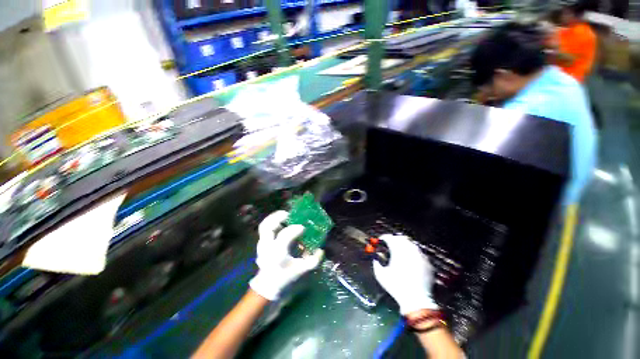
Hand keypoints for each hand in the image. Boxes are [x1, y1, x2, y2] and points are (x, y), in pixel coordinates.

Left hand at [249, 211, 323, 300]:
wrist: (268, 286)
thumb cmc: (285, 277)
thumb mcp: (301, 270)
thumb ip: (313, 261)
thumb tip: (321, 250)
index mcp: (278, 253)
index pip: (285, 235)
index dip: (295, 229)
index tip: (303, 228)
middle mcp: (268, 246)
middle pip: (268, 227)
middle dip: (278, 217)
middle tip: (288, 214)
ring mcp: (262, 245)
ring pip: (264, 225)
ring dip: (274, 218)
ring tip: (284, 215)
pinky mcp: (260, 244)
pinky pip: (264, 229)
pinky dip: (271, 222)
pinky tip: (280, 222)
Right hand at [373, 234, 437, 314]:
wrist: (416, 301)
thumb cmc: (396, 287)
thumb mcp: (380, 275)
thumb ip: (376, 264)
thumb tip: (375, 259)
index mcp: (397, 251)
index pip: (389, 238)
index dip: (384, 238)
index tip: (381, 240)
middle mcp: (410, 250)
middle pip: (401, 238)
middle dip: (394, 239)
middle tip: (390, 244)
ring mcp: (420, 256)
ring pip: (412, 244)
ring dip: (405, 245)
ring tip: (400, 252)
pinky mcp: (428, 263)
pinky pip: (420, 253)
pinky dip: (414, 254)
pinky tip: (411, 261)